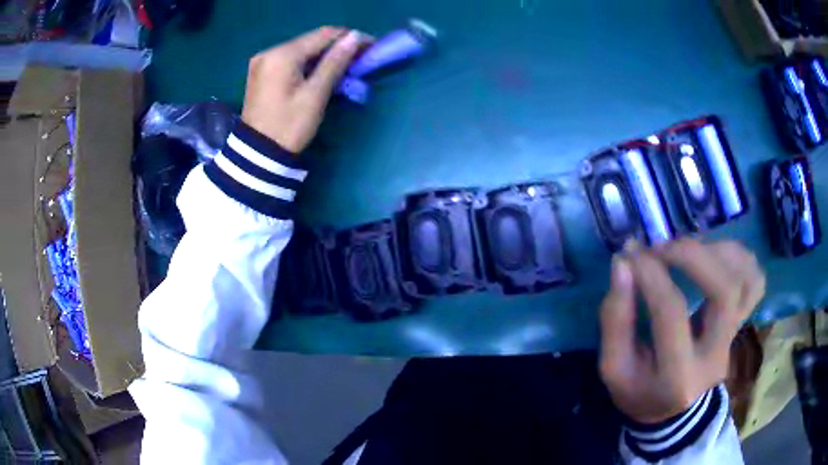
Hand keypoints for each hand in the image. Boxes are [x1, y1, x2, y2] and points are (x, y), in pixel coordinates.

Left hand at [241, 27, 365, 152]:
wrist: (257, 155)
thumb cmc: (289, 127)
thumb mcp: (315, 95)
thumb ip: (334, 63)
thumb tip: (355, 37)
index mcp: (282, 55)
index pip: (323, 35)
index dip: (349, 37)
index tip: (370, 45)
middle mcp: (269, 51)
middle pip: (311, 40)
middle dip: (337, 46)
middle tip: (359, 57)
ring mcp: (262, 61)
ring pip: (301, 49)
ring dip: (323, 55)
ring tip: (344, 65)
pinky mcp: (261, 72)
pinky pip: (290, 59)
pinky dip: (308, 63)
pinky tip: (320, 71)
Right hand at [598, 239, 765, 423]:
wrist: (670, 408)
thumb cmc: (638, 390)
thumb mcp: (613, 367)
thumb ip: (615, 317)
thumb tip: (623, 263)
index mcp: (678, 377)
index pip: (672, 313)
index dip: (650, 275)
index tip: (630, 256)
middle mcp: (716, 357)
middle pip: (724, 290)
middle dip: (691, 255)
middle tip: (662, 248)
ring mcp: (734, 339)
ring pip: (745, 279)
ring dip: (716, 250)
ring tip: (685, 249)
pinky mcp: (742, 324)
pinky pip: (754, 280)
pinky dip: (737, 256)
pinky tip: (711, 254)